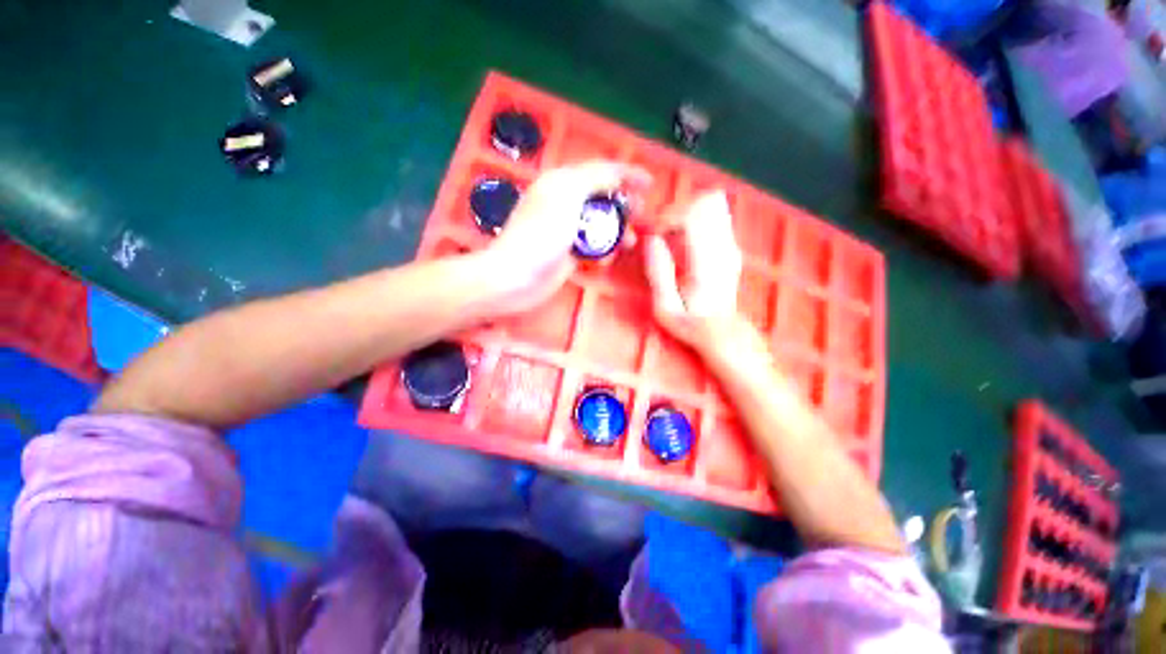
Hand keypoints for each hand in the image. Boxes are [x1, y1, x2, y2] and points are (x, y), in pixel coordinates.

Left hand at [476, 161, 647, 314]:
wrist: (517, 277)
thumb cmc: (539, 234)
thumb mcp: (567, 196)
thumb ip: (593, 179)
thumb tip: (616, 173)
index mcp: (562, 183)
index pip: (600, 170)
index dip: (627, 173)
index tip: (650, 184)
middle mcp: (564, 203)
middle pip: (603, 198)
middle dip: (624, 205)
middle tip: (641, 215)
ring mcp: (567, 231)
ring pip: (601, 225)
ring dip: (618, 232)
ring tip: (630, 242)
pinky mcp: (568, 254)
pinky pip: (593, 247)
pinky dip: (604, 251)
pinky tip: (606, 259)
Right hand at [643, 191, 744, 355]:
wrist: (722, 331)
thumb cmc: (690, 324)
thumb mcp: (665, 307)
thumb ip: (658, 272)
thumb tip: (650, 240)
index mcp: (705, 262)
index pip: (693, 215)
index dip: (668, 217)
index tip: (652, 234)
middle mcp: (723, 248)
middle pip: (704, 202)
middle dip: (676, 211)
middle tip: (660, 233)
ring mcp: (730, 244)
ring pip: (711, 205)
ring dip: (684, 214)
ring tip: (669, 235)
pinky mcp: (729, 245)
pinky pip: (714, 216)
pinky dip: (693, 220)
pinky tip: (682, 241)